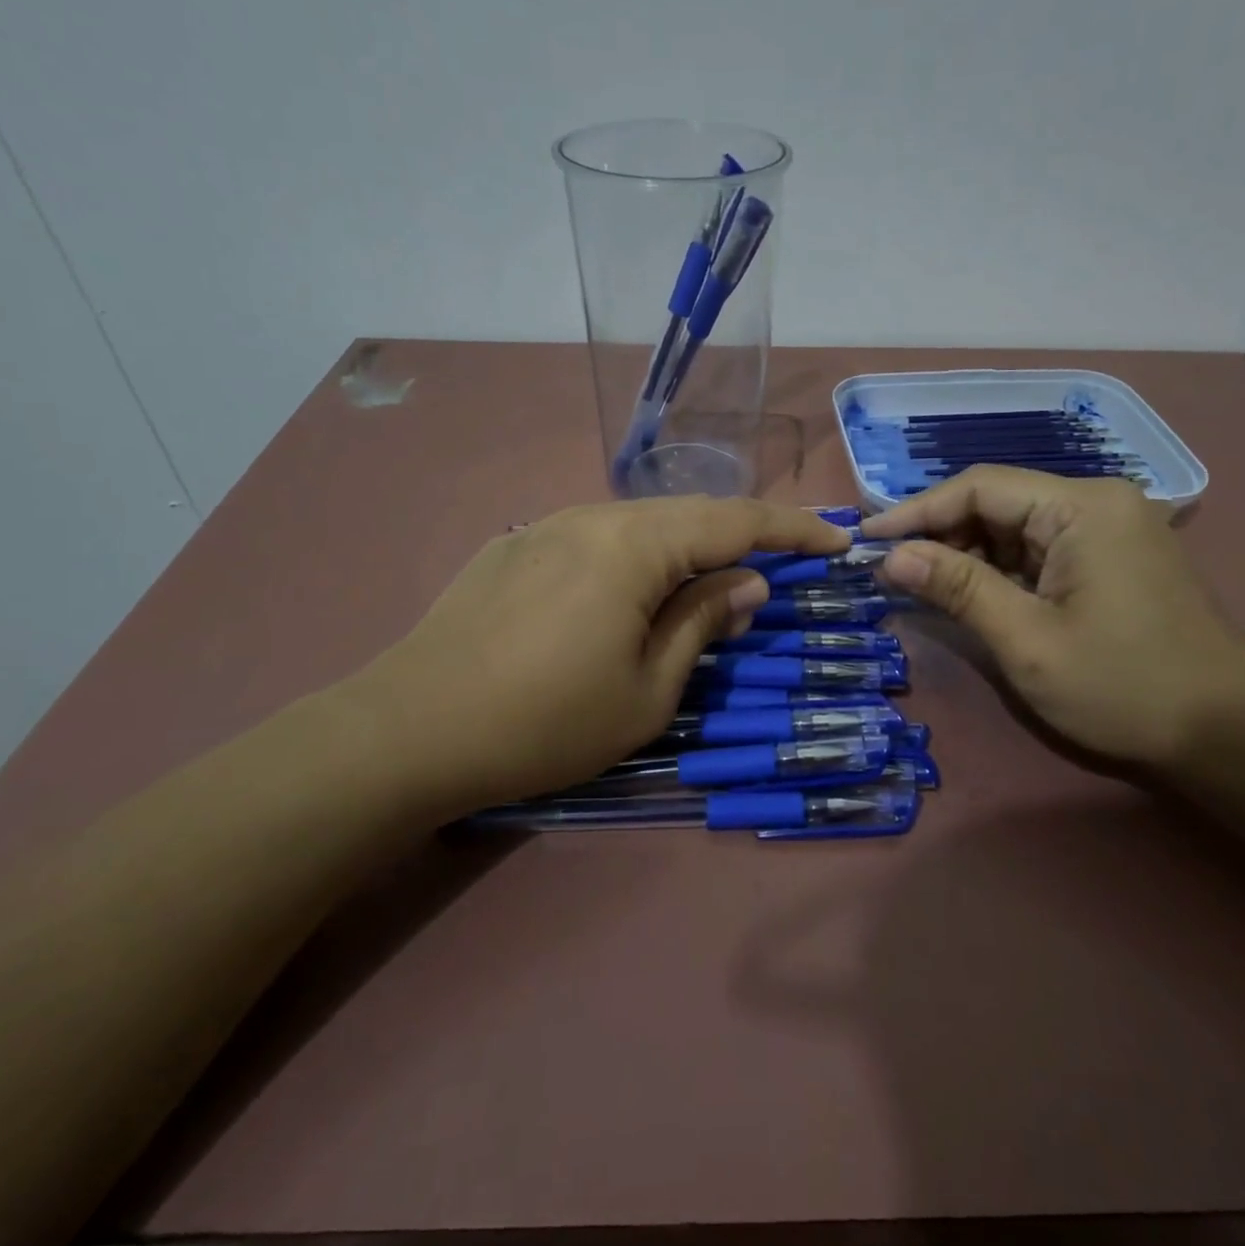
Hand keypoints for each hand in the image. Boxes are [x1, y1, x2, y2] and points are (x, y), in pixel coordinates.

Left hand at [343, 497, 850, 812]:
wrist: (408, 730)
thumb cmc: (544, 722)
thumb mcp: (646, 691)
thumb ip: (702, 624)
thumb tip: (748, 585)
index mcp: (634, 545)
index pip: (736, 522)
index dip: (793, 530)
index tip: (836, 541)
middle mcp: (593, 516)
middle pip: (689, 514)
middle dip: (742, 538)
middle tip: (779, 569)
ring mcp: (547, 526)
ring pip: (641, 524)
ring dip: (686, 549)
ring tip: (709, 585)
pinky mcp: (515, 547)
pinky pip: (598, 538)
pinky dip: (637, 557)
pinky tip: (631, 594)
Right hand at [861, 468, 1244, 768]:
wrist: (1227, 734)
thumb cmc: (1123, 686)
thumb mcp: (1027, 640)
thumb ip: (957, 589)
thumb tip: (890, 556)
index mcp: (1081, 507)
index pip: (979, 487)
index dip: (916, 511)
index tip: (867, 539)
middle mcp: (1096, 503)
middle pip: (996, 503)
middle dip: (940, 535)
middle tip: (888, 570)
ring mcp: (1107, 530)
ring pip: (1014, 528)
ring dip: (966, 556)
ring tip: (918, 587)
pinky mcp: (1111, 558)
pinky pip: (1038, 550)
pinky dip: (999, 571)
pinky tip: (968, 595)